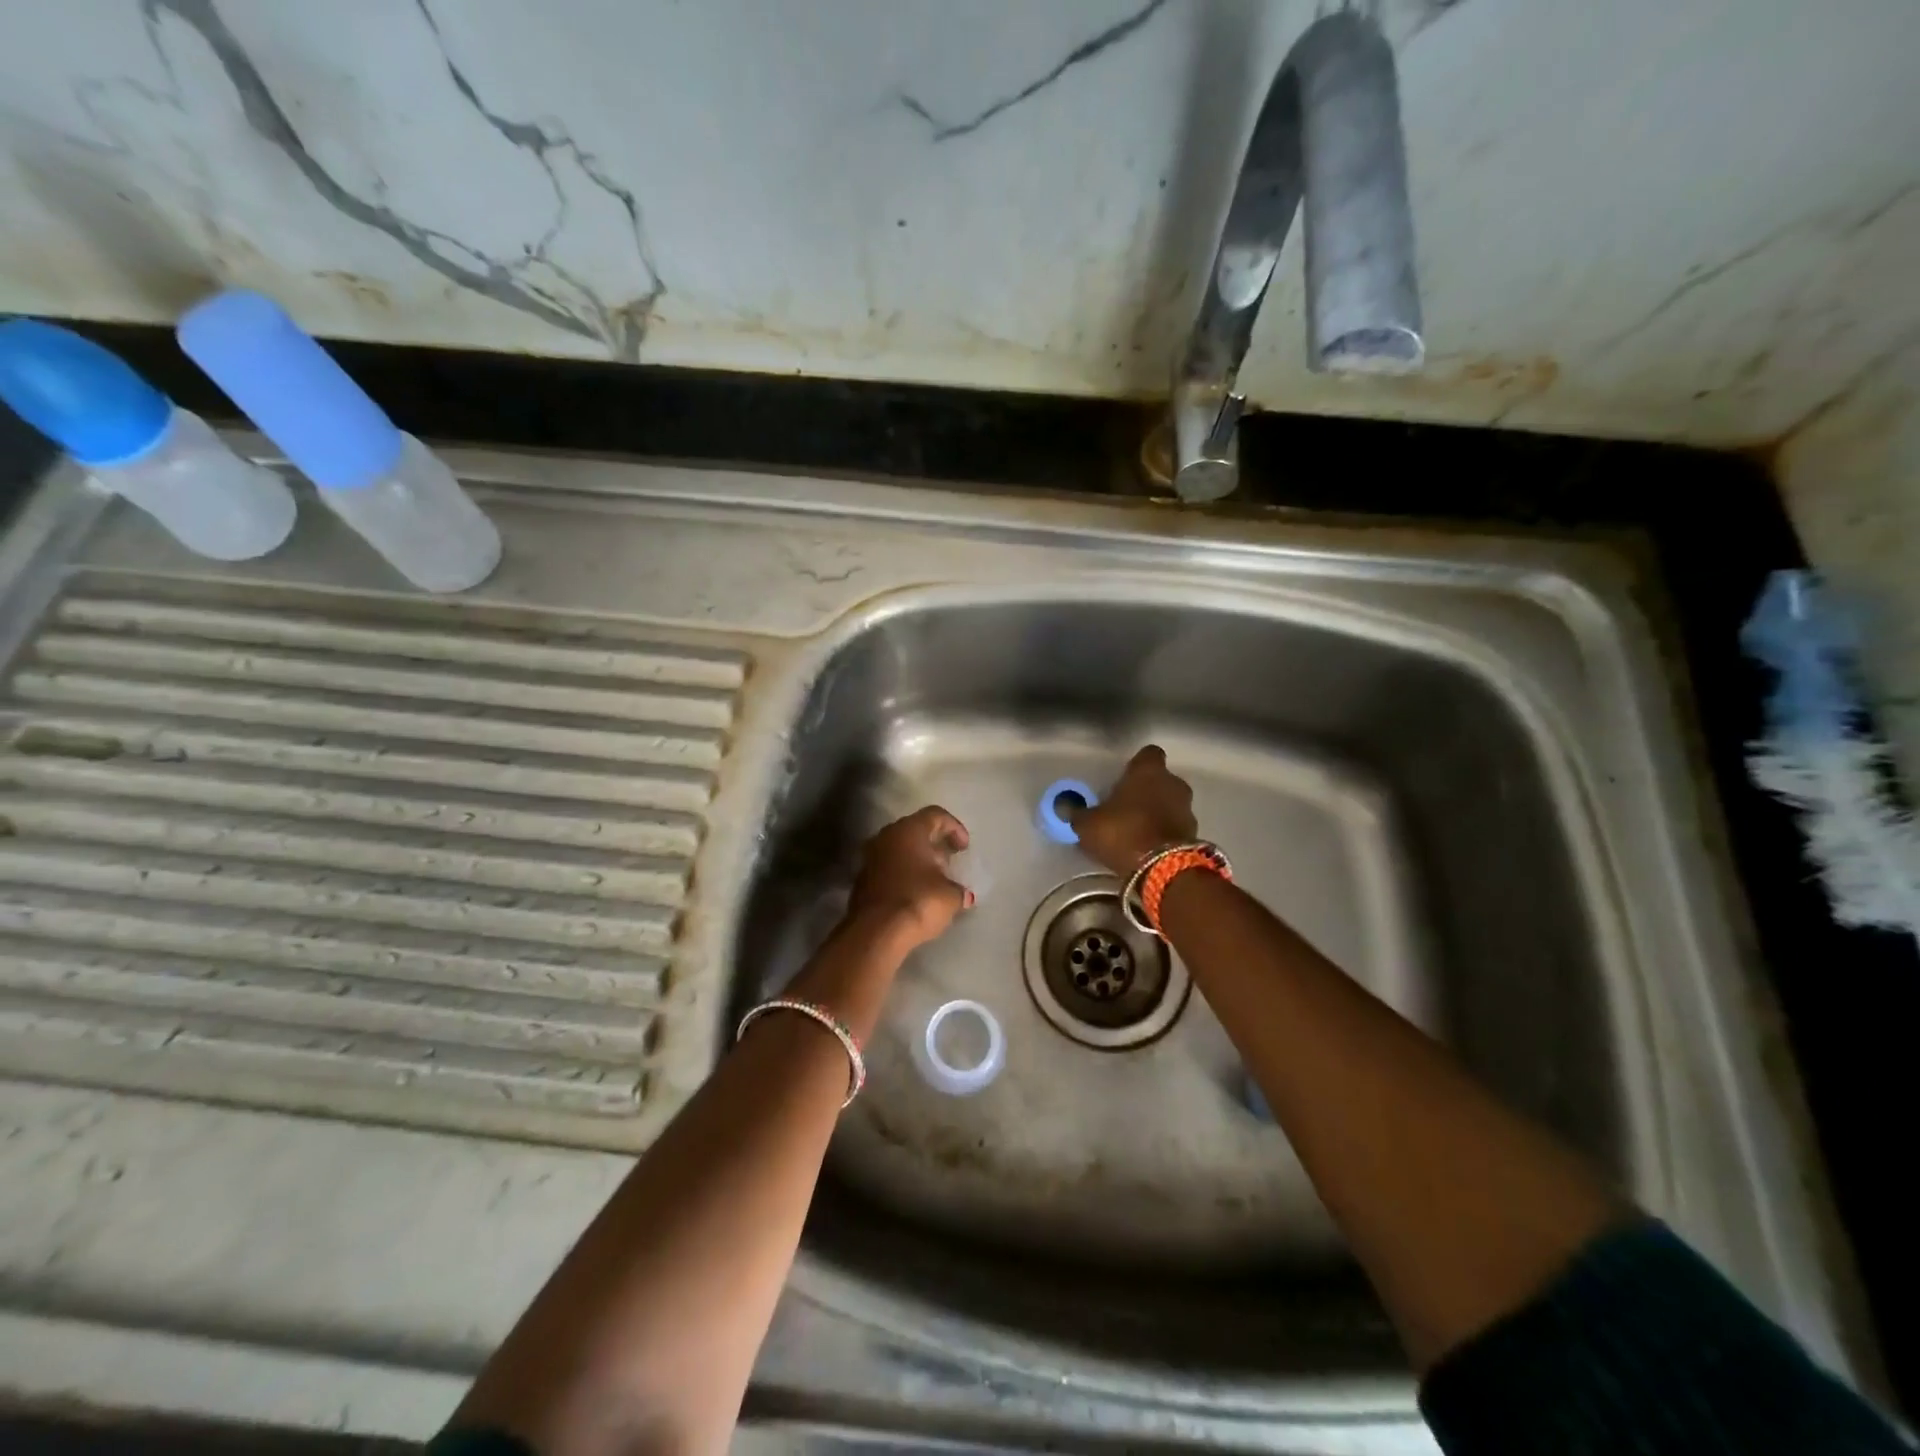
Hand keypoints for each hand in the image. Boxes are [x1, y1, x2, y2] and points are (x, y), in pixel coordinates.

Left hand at [846, 805, 972, 948]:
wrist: (876, 932)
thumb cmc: (918, 901)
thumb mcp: (951, 895)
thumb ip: (958, 888)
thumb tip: (961, 893)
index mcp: (909, 830)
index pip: (935, 815)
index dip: (955, 828)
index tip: (964, 849)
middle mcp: (886, 836)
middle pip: (915, 830)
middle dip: (934, 844)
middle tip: (949, 862)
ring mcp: (870, 857)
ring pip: (899, 849)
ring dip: (917, 860)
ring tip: (934, 879)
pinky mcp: (862, 879)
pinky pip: (888, 867)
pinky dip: (903, 874)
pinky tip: (915, 893)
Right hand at [1075, 745, 1198, 875]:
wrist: (1164, 869)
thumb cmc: (1123, 833)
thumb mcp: (1088, 824)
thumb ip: (1077, 813)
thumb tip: (1064, 807)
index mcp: (1148, 771)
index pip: (1148, 754)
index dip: (1137, 764)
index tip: (1124, 776)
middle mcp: (1173, 784)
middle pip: (1161, 780)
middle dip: (1147, 790)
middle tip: (1126, 806)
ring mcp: (1187, 809)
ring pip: (1170, 803)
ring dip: (1157, 812)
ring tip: (1136, 830)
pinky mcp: (1193, 835)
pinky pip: (1175, 826)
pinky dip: (1164, 832)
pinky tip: (1147, 846)